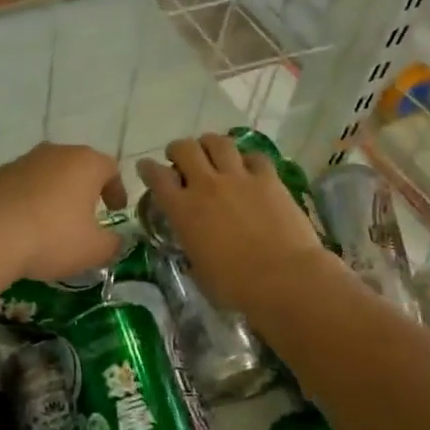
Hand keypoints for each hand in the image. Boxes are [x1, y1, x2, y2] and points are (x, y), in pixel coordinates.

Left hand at [0, 143, 127, 282]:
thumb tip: (115, 241)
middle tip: (86, 216)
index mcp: (85, 163)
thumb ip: (112, 244)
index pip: (110, 168)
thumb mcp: (94, 250)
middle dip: (84, 189)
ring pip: (47, 174)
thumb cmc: (52, 238)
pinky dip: (28, 200)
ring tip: (52, 223)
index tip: (116, 210)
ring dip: (54, 194)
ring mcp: (21, 161)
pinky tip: (24, 226)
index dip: (116, 190)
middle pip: (77, 166)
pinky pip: (21, 186)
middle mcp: (54, 153)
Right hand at [139, 133, 329, 311]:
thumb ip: (191, 247)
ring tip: (211, 152)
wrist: (282, 278)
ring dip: (209, 144)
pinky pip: (254, 156)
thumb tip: (194, 243)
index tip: (146, 168)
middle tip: (180, 159)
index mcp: (183, 210)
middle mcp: (206, 185)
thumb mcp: (198, 269)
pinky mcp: (269, 179)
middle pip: (185, 149)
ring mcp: (239, 178)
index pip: (156, 177)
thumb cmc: (234, 286)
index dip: (148, 169)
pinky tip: (248, 166)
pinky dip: (246, 158)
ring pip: (218, 142)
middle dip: (178, 150)